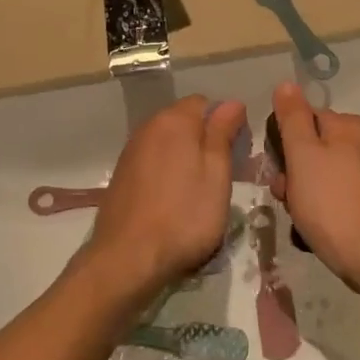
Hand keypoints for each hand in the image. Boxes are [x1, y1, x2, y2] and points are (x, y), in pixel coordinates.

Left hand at [82, 95, 246, 306]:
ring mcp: (131, 151)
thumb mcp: (217, 174)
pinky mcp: (121, 175)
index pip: (205, 103)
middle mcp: (148, 127)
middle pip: (184, 121)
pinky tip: (173, 200)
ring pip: (168, 143)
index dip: (225, 122)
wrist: (128, 257)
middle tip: (222, 175)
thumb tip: (231, 102)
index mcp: (174, 120)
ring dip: (185, 157)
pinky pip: (152, 161)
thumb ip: (222, 134)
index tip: (237, 152)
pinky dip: (167, 172)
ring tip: (199, 191)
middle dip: (205, 140)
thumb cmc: (184, 216)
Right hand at [269, 82, 359, 288]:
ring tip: (300, 219)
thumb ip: (292, 118)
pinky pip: (339, 196)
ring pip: (323, 175)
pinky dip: (324, 208)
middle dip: (293, 173)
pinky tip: (317, 228)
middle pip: (314, 149)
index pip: (304, 119)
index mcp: (350, 126)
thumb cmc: (330, 202)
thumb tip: (287, 84)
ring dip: (305, 193)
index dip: (284, 143)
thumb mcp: (302, 155)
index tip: (276, 169)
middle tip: (286, 197)